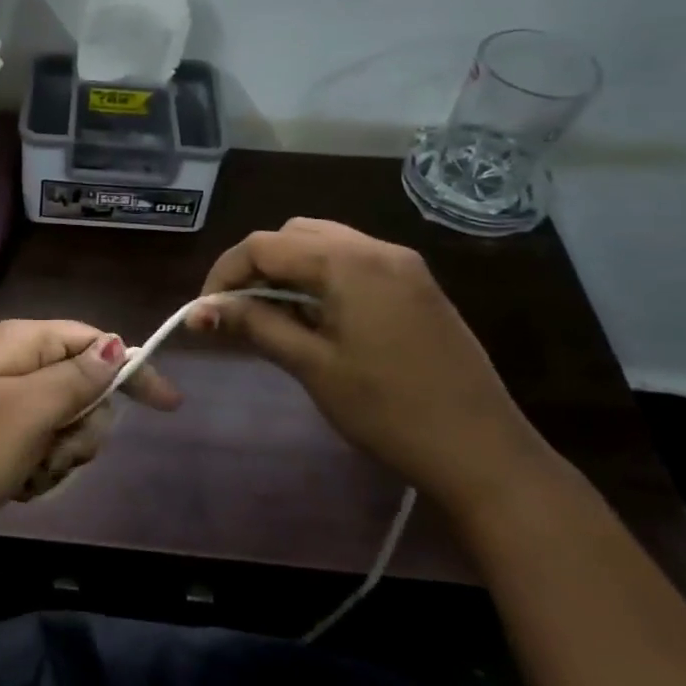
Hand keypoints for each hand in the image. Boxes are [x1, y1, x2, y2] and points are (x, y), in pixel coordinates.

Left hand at [0, 320, 180, 553]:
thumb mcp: (29, 411)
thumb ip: (78, 377)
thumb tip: (116, 345)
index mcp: (21, 343)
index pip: (94, 341)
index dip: (131, 371)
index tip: (168, 407)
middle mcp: (13, 364)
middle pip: (83, 387)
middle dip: (81, 427)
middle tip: (54, 449)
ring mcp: (0, 402)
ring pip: (64, 424)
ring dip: (58, 456)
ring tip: (27, 473)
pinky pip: (38, 448)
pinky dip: (37, 470)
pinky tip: (14, 486)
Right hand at [190, 218, 549, 512]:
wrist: (483, 451)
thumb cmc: (388, 410)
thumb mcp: (312, 366)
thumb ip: (256, 325)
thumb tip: (202, 309)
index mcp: (349, 262)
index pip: (264, 245)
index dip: (225, 272)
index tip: (206, 310)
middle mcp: (376, 248)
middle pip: (294, 234)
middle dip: (256, 266)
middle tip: (238, 311)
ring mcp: (403, 265)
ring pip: (325, 244)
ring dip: (289, 270)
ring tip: (273, 315)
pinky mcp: (417, 285)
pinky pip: (354, 262)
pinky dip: (322, 278)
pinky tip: (317, 318)